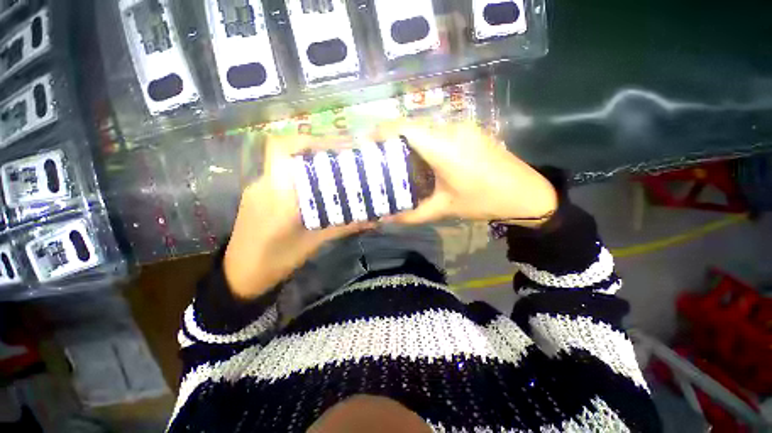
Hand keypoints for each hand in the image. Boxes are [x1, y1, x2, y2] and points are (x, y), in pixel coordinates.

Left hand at [224, 135, 372, 299]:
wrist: (241, 275)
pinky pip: (280, 176)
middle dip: (315, 149)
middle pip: (287, 151)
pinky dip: (300, 175)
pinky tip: (315, 188)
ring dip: (308, 162)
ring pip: (284, 163)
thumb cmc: (278, 260)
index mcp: (277, 193)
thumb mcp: (315, 242)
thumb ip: (343, 226)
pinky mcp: (257, 196)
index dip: (309, 140)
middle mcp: (264, 183)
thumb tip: (373, 219)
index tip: (337, 145)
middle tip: (342, 158)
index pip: (283, 148)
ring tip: (333, 171)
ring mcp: (257, 188)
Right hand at [383, 121, 557, 225]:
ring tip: (399, 159)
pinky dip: (425, 141)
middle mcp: (452, 130)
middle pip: (413, 126)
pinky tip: (424, 159)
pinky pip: (440, 131)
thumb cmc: (483, 200)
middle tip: (380, 156)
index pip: (405, 128)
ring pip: (426, 128)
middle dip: (393, 138)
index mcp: (443, 148)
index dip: (383, 131)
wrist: (526, 193)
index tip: (368, 142)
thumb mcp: (444, 209)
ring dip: (410, 140)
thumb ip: (412, 215)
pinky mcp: (471, 130)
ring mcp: (463, 127)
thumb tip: (387, 219)